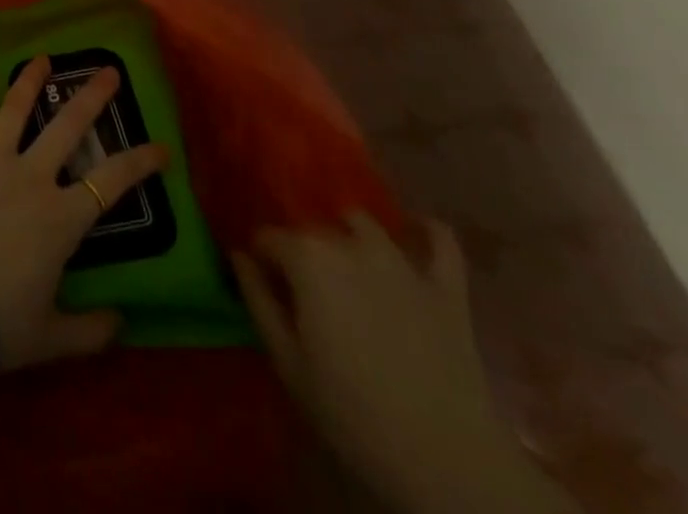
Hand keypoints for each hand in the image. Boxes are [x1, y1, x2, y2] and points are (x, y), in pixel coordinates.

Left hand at [0, 56, 169, 372]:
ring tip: (44, 58)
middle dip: (92, 97)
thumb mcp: (50, 338)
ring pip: (15, 109)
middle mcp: (31, 177)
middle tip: (107, 71)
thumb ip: (89, 331)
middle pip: (68, 127)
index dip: (140, 162)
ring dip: (31, 81)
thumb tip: (121, 323)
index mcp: (61, 219)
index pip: (111, 183)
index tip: (162, 147)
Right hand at [233, 215, 573, 513]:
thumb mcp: (287, 362)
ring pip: (363, 223)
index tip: (266, 289)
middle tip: (306, 293)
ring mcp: (403, 262)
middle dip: (302, 252)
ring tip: (348, 268)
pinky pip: (441, 240)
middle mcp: (350, 244)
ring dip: (349, 236)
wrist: (447, 464)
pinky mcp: (447, 287)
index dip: (262, 261)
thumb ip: (258, 300)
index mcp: (307, 258)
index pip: (268, 238)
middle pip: (313, 230)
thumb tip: (239, 256)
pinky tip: (416, 232)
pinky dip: (427, 231)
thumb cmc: (352, 413)